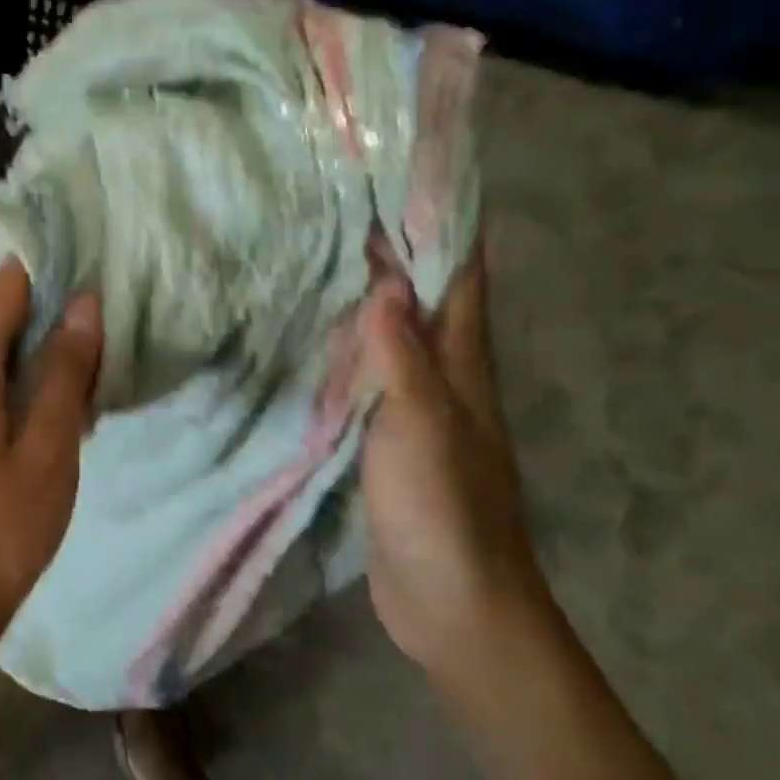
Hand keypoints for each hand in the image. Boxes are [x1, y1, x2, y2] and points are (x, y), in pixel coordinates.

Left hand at [0, 261, 102, 655]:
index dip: (52, 277)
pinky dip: (14, 379)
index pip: (6, 286)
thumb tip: (85, 301)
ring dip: (35, 353)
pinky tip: (50, 408)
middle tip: (103, 339)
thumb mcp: (51, 447)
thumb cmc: (5, 526)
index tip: (98, 285)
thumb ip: (66, 369)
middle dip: (49, 319)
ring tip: (85, 375)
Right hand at [358, 243, 546, 674]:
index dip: (446, 225)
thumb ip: (402, 356)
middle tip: (346, 206)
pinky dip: (350, 352)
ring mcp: (417, 412)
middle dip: (398, 252)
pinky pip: (370, 381)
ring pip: (395, 338)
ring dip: (371, 299)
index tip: (412, 176)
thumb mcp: (420, 427)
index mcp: (462, 367)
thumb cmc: (442, 511)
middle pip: (425, 300)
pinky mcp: (389, 442)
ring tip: (325, 258)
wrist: (452, 603)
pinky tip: (317, 342)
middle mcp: (445, 379)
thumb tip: (389, 280)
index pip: (461, 278)